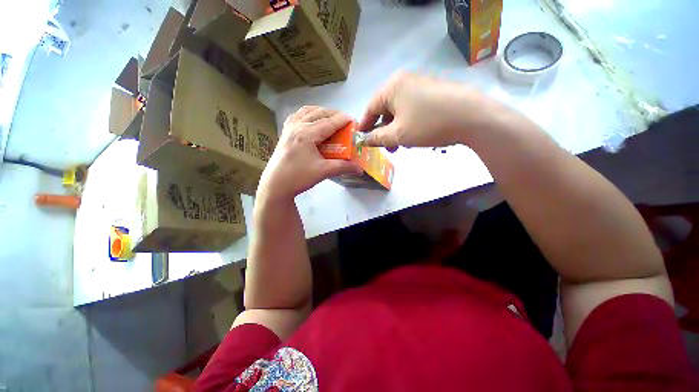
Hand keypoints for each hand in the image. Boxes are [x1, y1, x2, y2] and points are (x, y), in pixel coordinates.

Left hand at [258, 106, 361, 199]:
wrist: (276, 185)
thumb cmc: (299, 177)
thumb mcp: (324, 171)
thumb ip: (343, 167)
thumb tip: (360, 169)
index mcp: (307, 134)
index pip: (330, 122)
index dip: (344, 120)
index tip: (355, 121)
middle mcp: (297, 125)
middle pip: (319, 113)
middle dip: (334, 114)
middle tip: (345, 122)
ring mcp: (289, 128)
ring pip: (307, 111)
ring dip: (321, 112)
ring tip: (330, 119)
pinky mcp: (285, 132)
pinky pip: (297, 116)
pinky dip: (307, 114)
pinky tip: (311, 121)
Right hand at [359, 71, 506, 149]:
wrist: (472, 116)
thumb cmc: (428, 124)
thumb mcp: (398, 135)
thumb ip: (377, 138)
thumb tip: (363, 140)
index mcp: (391, 87)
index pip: (370, 108)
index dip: (365, 126)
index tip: (361, 140)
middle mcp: (404, 81)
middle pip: (385, 109)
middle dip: (383, 130)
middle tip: (385, 148)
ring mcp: (420, 84)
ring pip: (399, 111)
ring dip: (395, 129)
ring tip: (400, 145)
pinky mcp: (432, 91)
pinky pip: (412, 109)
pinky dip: (408, 123)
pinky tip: (414, 135)